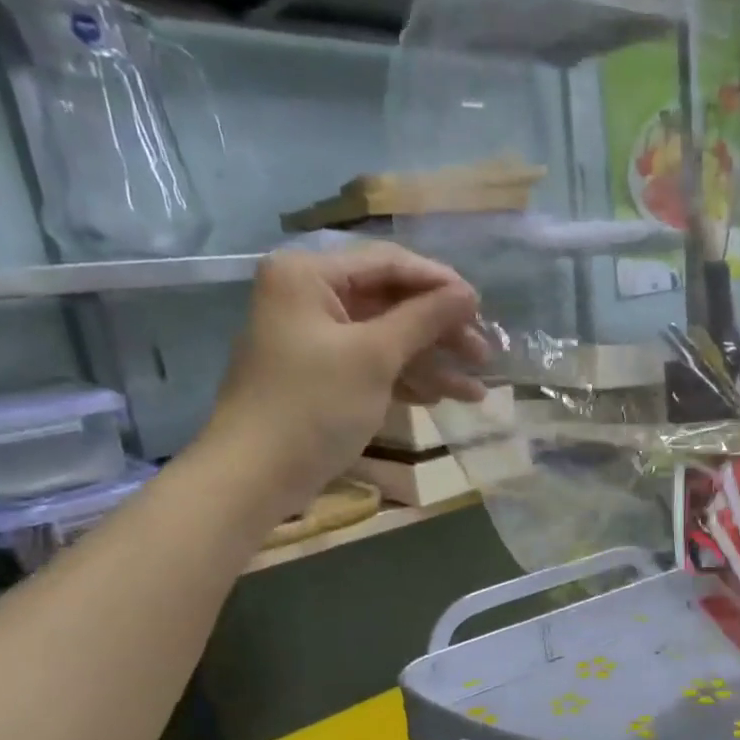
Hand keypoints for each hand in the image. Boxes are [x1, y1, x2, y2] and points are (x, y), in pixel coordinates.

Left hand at [202, 243, 486, 503]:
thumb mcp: (374, 356)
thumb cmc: (313, 405)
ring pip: (387, 339)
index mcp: (309, 276)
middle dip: (440, 330)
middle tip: (484, 354)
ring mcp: (316, 340)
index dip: (440, 284)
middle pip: (391, 302)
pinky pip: (373, 366)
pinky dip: (407, 380)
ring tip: (476, 391)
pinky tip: (442, 398)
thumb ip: (424, 319)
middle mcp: (310, 297)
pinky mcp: (322, 376)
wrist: (255, 476)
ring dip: (432, 362)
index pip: (389, 264)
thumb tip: (469, 294)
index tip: (482, 308)